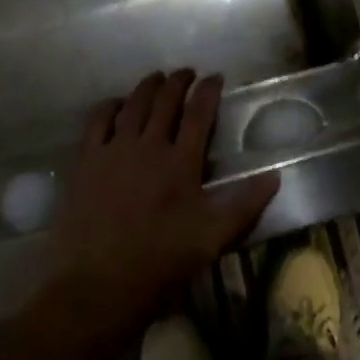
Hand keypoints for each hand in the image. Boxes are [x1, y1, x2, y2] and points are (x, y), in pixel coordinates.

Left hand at [46, 70, 278, 338]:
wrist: (96, 287)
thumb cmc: (159, 264)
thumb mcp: (211, 239)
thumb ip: (244, 205)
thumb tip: (275, 176)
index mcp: (181, 163)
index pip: (199, 113)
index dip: (209, 90)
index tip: (216, 77)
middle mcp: (148, 146)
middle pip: (165, 100)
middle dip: (179, 81)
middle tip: (187, 72)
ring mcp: (113, 150)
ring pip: (133, 104)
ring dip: (147, 86)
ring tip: (156, 77)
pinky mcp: (85, 162)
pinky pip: (98, 120)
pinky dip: (110, 106)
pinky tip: (116, 103)